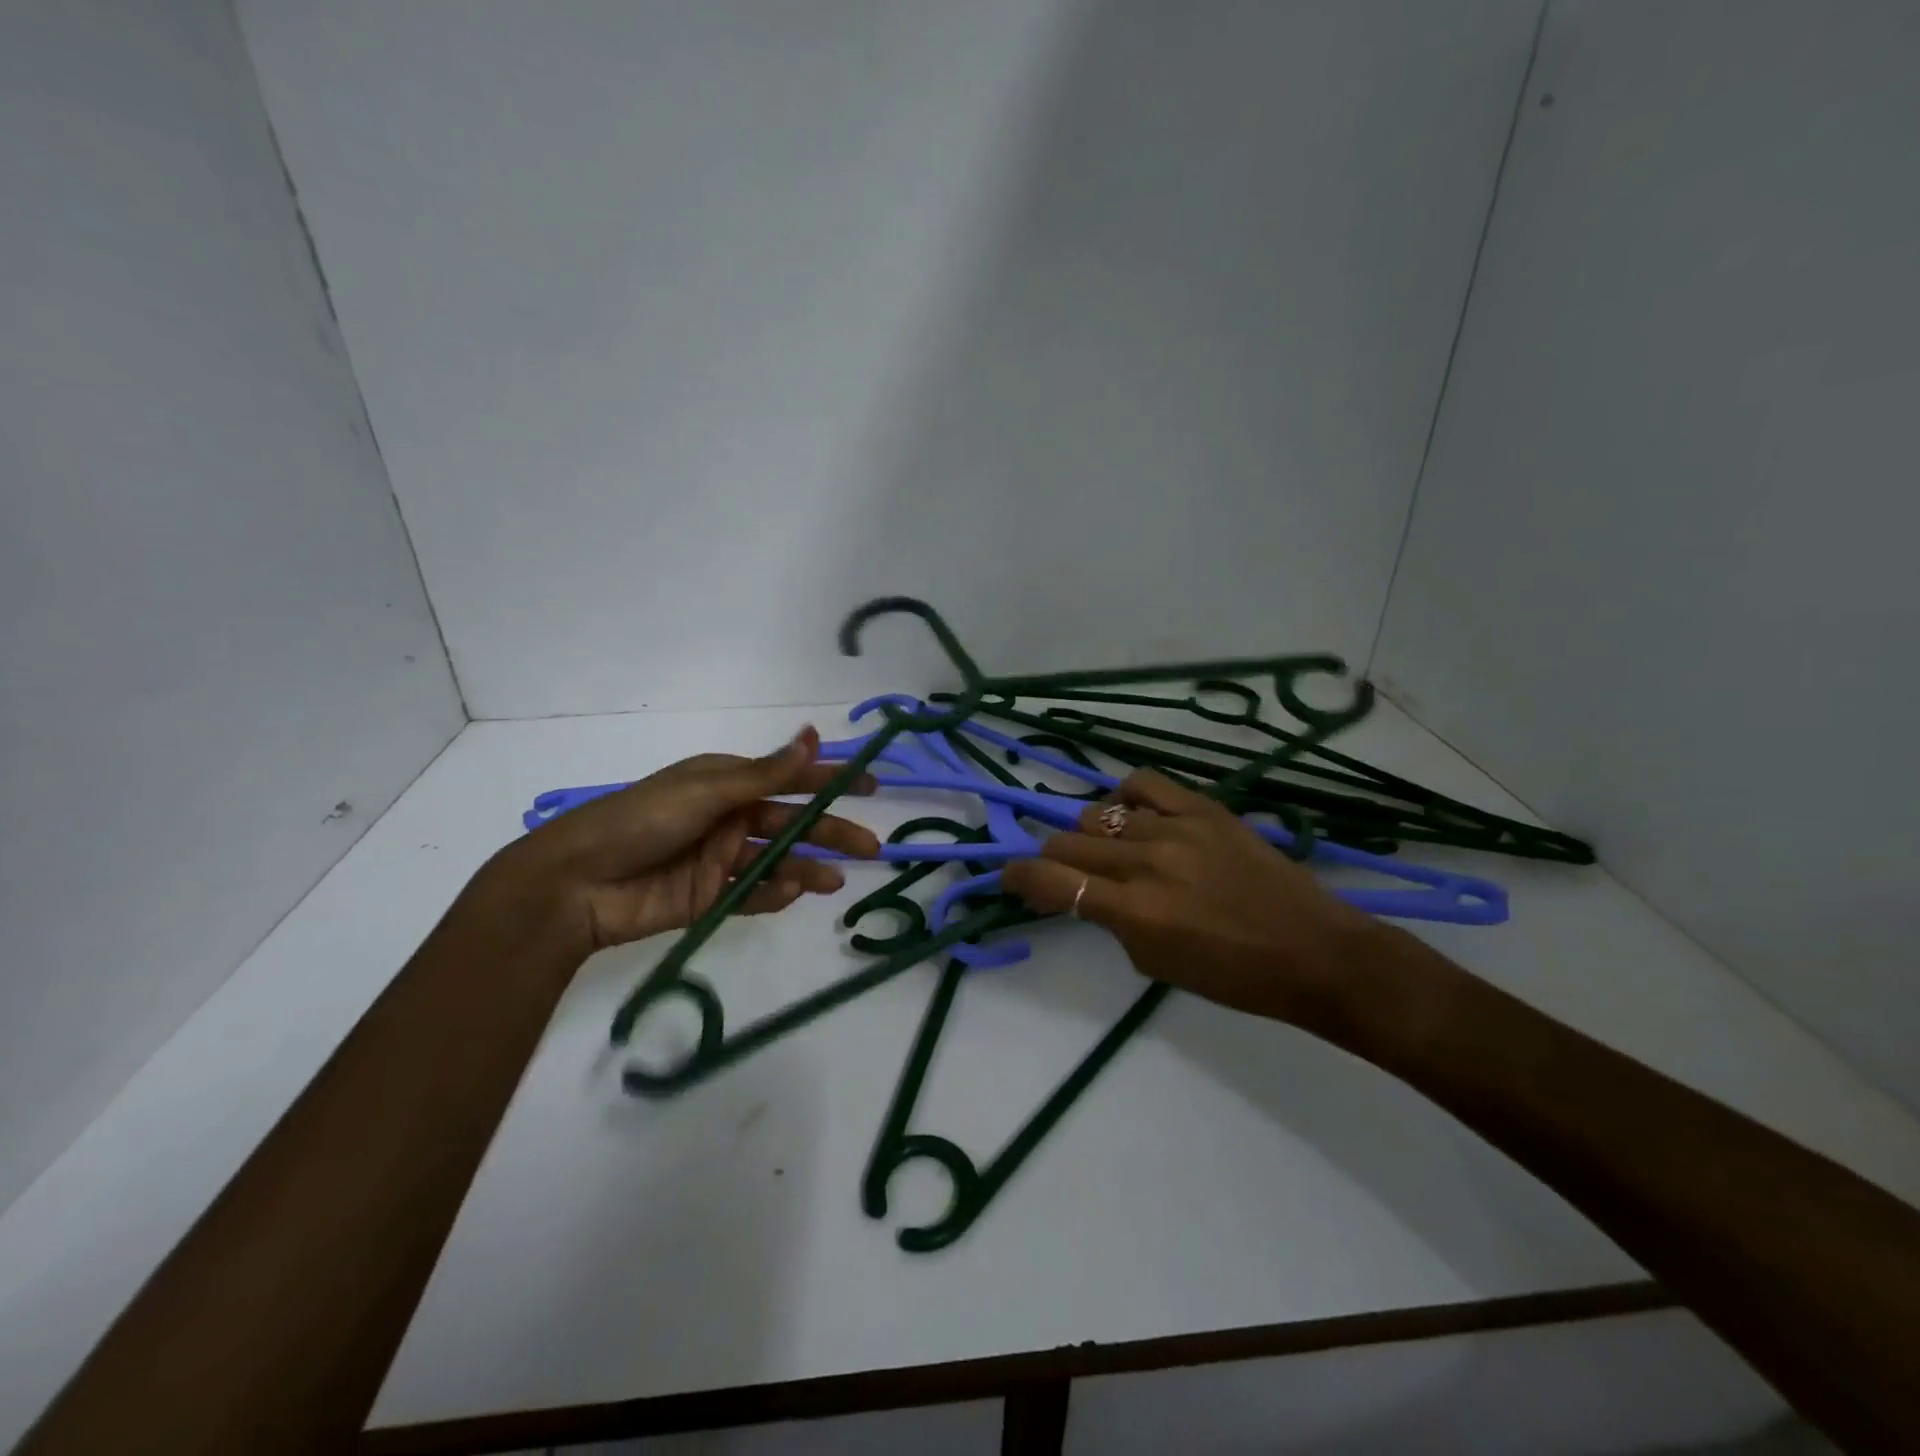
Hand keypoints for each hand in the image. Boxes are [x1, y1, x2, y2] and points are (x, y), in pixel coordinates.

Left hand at [495, 726, 880, 953]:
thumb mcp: (707, 790)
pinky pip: (752, 894)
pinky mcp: (709, 896)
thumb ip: (765, 773)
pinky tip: (792, 893)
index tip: (871, 784)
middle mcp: (728, 817)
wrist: (577, 883)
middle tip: (871, 847)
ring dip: (807, 867)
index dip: (830, 780)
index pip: (789, 778)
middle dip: (830, 832)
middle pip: (791, 822)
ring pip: (777, 860)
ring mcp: (720, 859)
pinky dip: (774, 894)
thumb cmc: (642, 820)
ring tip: (836, 881)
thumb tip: (814, 736)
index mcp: (726, 782)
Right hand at [999, 769, 1380, 1028]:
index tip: (1012, 879)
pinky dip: (1126, 799)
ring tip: (1110, 850)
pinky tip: (1133, 816)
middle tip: (1066, 873)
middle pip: (1067, 842)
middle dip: (1054, 860)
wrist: (1313, 950)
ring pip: (1099, 814)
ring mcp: (1176, 828)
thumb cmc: (1235, 976)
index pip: (1051, 881)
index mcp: (1135, 912)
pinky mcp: (1204, 808)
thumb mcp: (1157, 964)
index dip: (1018, 877)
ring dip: (1091, 836)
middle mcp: (1147, 863)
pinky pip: (1143, 785)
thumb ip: (1114, 923)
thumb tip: (1091, 893)